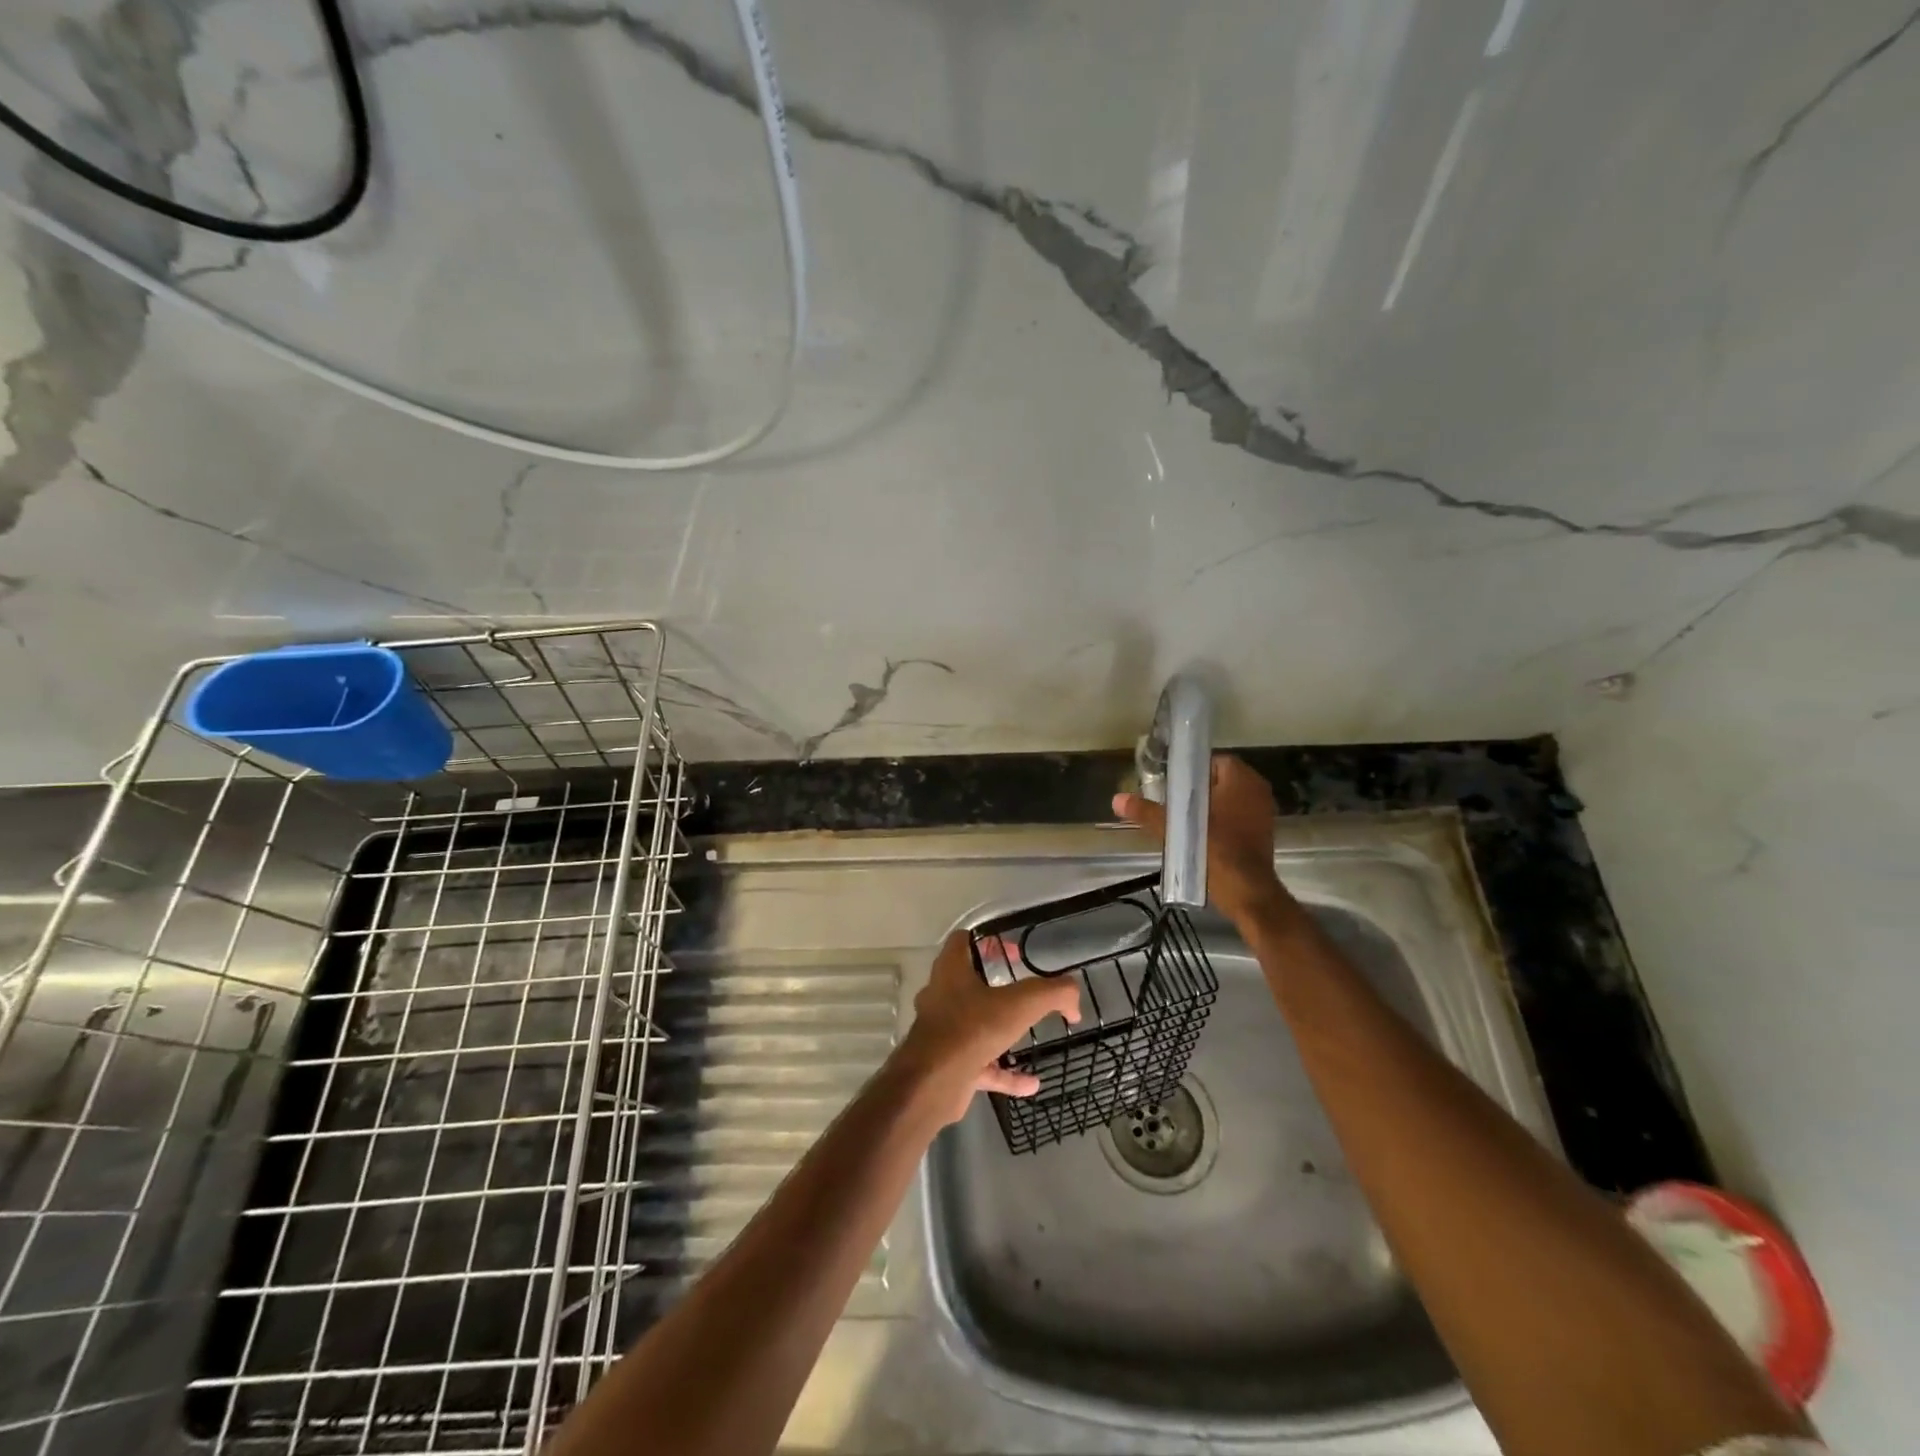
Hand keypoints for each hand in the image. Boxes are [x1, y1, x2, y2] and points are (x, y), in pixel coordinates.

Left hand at [898, 929, 1081, 1124]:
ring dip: (1000, 1032)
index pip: (963, 941)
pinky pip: (981, 1066)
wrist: (934, 1083)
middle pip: (966, 981)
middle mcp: (941, 996)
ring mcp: (942, 1031)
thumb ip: (1053, 993)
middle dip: (994, 986)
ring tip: (1028, 1036)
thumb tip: (1074, 998)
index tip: (1014, 954)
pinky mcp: (947, 1064)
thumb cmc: (972, 1028)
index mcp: (951, 970)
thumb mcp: (1021, 1003)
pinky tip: (1032, 1084)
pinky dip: (1005, 1074)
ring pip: (973, 1025)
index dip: (988, 942)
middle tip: (1022, 992)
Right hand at [1114, 754, 1291, 930]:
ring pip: (1230, 798)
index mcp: (1240, 779)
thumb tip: (1117, 799)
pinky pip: (1239, 814)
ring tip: (1185, 819)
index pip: (1213, 761)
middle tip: (1175, 802)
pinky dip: (1223, 819)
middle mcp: (1257, 789)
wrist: (1247, 891)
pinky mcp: (1264, 830)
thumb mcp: (1176, 829)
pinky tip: (1202, 834)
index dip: (1192, 771)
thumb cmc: (1216, 851)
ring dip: (1210, 805)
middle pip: (1221, 779)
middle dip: (1199, 789)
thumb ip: (1147, 812)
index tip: (1173, 785)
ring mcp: (1264, 810)